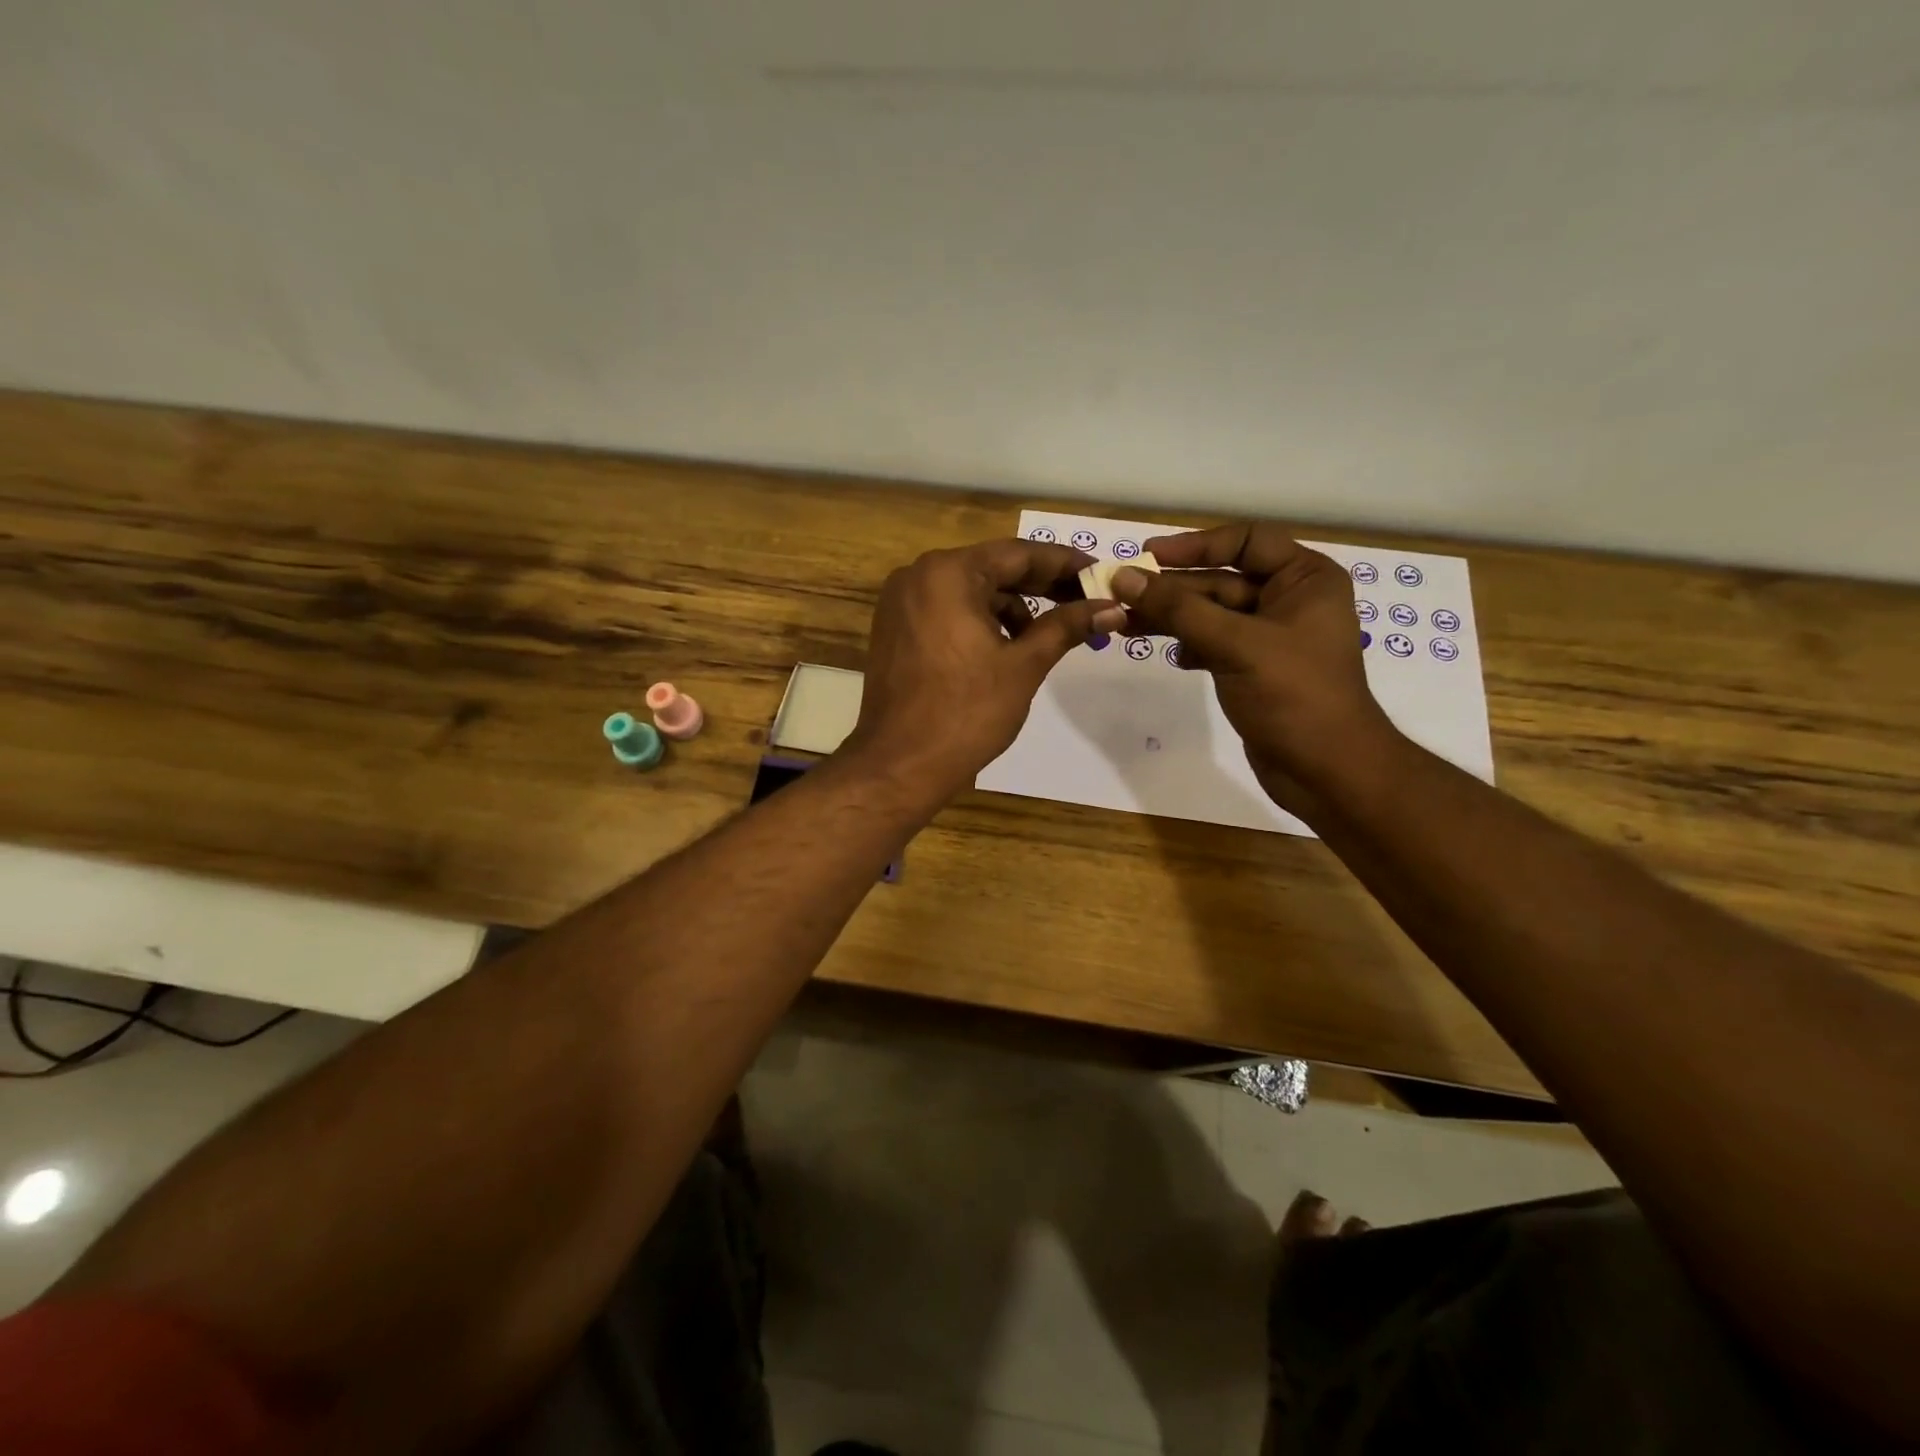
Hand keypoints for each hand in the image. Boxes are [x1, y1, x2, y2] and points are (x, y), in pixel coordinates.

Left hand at [848, 539, 1126, 796]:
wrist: (901, 764)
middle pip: (992, 569)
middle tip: (1085, 600)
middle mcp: (918, 576)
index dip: (1064, 563)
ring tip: (1046, 635)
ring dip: (1010, 607)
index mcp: (948, 573)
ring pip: (968, 591)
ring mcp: (900, 603)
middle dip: (1040, 586)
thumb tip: (1111, 607)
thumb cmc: (966, 713)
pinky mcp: (894, 629)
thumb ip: (1066, 626)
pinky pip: (946, 611)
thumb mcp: (1023, 665)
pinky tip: (1005, 647)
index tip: (1099, 574)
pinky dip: (979, 621)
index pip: (1018, 554)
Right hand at [1109, 523, 1397, 807]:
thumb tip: (1123, 578)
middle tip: (1120, 596)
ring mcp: (1271, 636)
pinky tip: (1175, 657)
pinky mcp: (1254, 667)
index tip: (1147, 556)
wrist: (1325, 770)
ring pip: (1212, 613)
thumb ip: (1178, 609)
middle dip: (1172, 589)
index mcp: (1305, 578)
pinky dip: (1191, 645)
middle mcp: (1291, 599)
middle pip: (1222, 579)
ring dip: (1172, 618)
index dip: (1195, 545)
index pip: (1246, 541)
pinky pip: (1214, 642)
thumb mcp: (1235, 644)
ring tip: (1126, 626)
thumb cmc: (1293, 695)